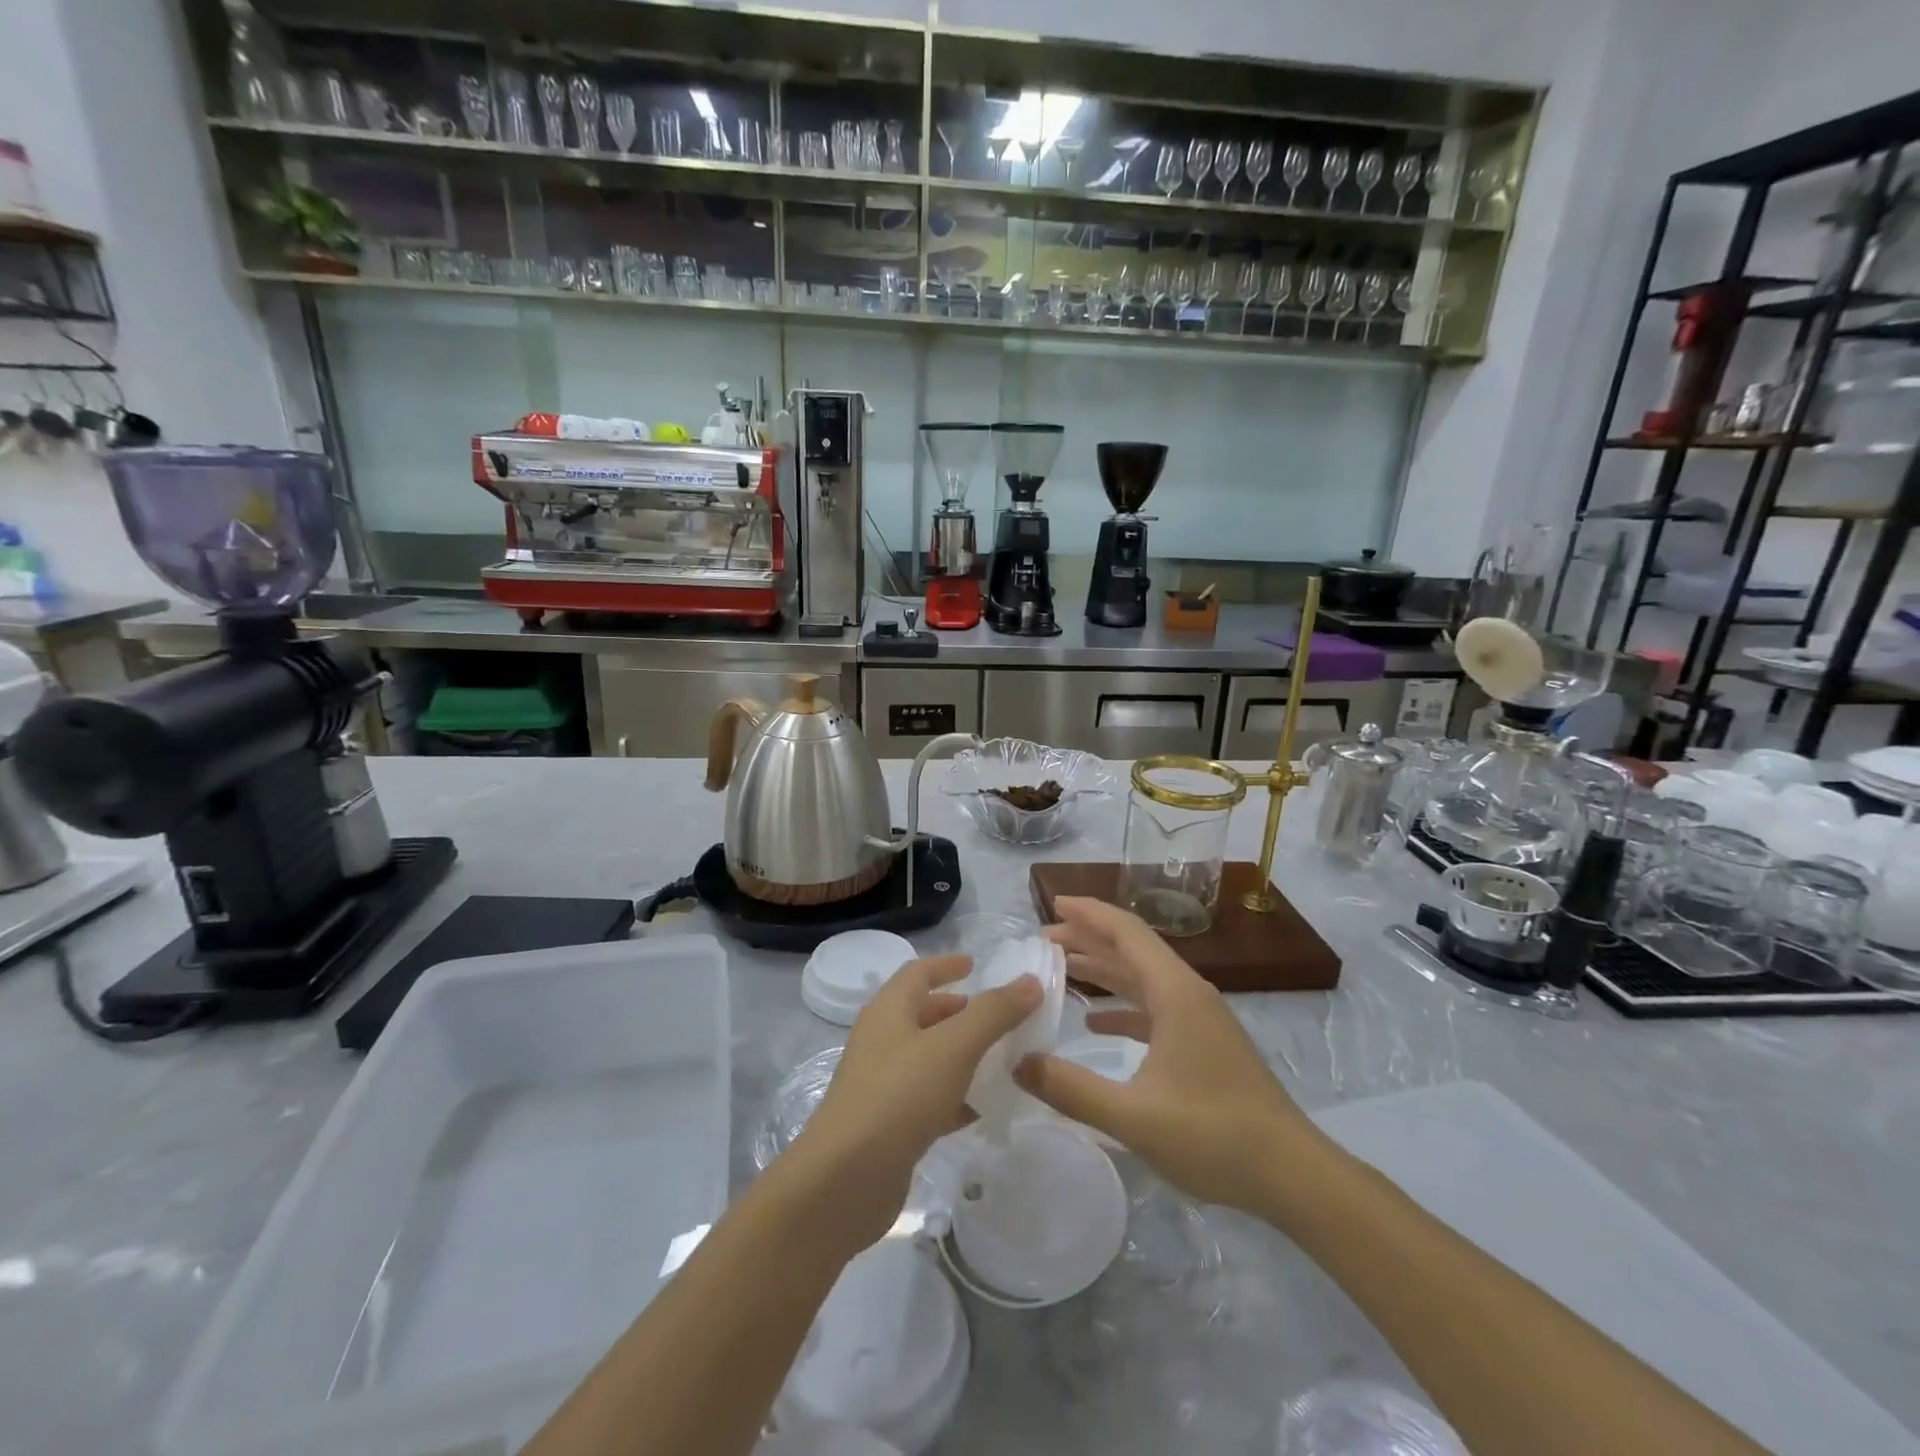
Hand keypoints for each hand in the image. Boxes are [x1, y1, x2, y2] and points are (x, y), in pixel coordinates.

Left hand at [791, 955, 1039, 1254]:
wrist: (846, 1181)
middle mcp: (882, 1041)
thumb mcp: (955, 1046)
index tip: (975, 964)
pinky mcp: (889, 1126)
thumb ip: (994, 1012)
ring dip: (963, 1055)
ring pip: (929, 1059)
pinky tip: (984, 1107)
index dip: (946, 965)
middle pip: (924, 1015)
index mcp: (889, 1011)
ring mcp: (882, 1085)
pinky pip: (929, 1099)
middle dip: (960, 1012)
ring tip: (1003, 1059)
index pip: (918, 973)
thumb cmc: (900, 1095)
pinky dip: (957, 1096)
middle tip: (999, 1017)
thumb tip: (1030, 981)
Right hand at [1014, 897, 1323, 1213]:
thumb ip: (1071, 1089)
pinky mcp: (1205, 1043)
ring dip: (1104, 970)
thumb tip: (1018, 1063)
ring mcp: (1200, 1018)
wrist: (1293, 1174)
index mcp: (1175, 993)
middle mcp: (1188, 993)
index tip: (1053, 903)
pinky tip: (1097, 1024)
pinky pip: (1155, 1008)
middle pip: (1132, 950)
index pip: (1127, 932)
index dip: (1089, 913)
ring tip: (1062, 968)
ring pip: (1144, 978)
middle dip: (1088, 939)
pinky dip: (1123, 1006)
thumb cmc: (1214, 1136)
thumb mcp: (1133, 1116)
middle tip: (1043, 940)